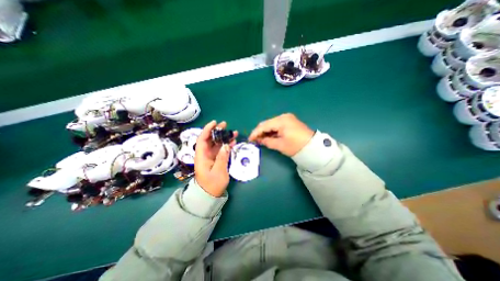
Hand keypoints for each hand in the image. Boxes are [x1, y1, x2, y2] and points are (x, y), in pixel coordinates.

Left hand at [194, 121, 235, 197]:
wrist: (210, 195)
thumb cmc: (212, 184)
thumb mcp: (218, 171)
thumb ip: (222, 158)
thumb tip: (226, 145)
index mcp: (202, 156)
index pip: (202, 139)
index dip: (207, 129)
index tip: (215, 123)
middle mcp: (205, 154)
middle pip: (210, 139)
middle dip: (217, 131)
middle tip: (225, 125)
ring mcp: (211, 157)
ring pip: (217, 144)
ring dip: (224, 138)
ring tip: (234, 133)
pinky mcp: (216, 159)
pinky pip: (221, 150)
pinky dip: (227, 145)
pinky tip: (233, 142)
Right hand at [249, 114, 313, 157]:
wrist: (313, 147)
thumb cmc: (296, 146)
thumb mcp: (280, 145)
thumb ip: (267, 141)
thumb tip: (259, 140)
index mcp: (281, 121)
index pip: (264, 125)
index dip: (255, 133)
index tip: (250, 139)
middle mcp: (283, 116)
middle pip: (267, 123)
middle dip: (260, 132)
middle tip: (254, 140)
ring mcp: (287, 118)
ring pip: (271, 124)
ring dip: (265, 131)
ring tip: (260, 139)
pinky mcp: (289, 121)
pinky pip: (277, 125)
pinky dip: (272, 131)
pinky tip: (268, 136)